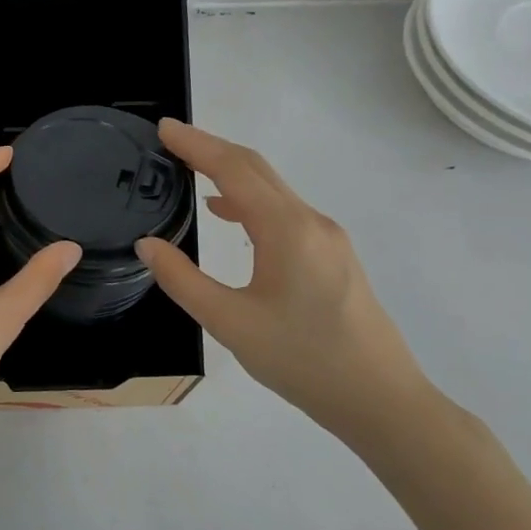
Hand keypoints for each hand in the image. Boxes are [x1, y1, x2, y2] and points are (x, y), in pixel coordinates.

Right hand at [135, 119, 435, 445]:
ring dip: (230, 171)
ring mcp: (327, 238)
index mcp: (286, 230)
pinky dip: (249, 198)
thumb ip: (182, 280)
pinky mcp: (333, 256)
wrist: (383, 402)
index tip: (164, 128)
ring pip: (272, 188)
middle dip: (212, 148)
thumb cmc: (303, 361)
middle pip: (257, 169)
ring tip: (190, 169)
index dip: (196, 145)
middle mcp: (311, 222)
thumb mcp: (229, 323)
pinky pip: (283, 210)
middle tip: (170, 140)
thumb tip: (147, 245)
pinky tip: (227, 212)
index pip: (234, 170)